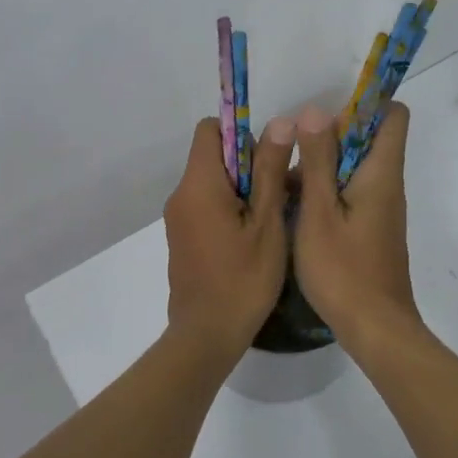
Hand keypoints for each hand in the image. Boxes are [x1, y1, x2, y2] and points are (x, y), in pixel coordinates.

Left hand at [163, 116, 295, 353]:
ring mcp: (178, 218)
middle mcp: (181, 194)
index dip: (240, 133)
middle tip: (278, 193)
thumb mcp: (267, 222)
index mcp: (198, 184)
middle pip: (212, 156)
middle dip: (247, 165)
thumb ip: (270, 170)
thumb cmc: (243, 279)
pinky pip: (206, 205)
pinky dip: (229, 209)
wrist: (206, 335)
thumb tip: (279, 122)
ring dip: (242, 189)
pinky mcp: (182, 237)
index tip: (267, 159)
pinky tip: (253, 238)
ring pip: (212, 183)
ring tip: (271, 218)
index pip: (209, 129)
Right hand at [292, 101, 421, 347]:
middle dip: (328, 137)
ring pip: (352, 168)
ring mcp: (379, 208)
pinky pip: (348, 193)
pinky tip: (292, 210)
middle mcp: (386, 184)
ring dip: (320, 167)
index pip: (391, 115)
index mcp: (381, 173)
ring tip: (281, 183)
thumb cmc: (344, 269)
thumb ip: (317, 161)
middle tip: (291, 152)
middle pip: (366, 139)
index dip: (363, 104)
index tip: (324, 115)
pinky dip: (323, 192)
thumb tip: (315, 111)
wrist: (374, 328)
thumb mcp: (319, 211)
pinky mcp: (370, 228)